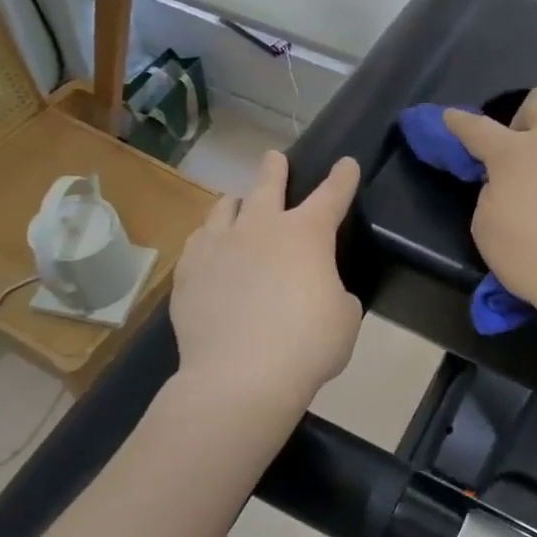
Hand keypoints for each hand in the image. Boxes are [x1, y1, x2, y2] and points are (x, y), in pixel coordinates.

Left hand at [170, 151, 363, 416]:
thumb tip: (318, 290)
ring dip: (237, 203)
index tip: (347, 163)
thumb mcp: (344, 317)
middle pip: (268, 184)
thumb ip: (334, 292)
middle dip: (275, 169)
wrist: (240, 377)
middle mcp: (261, 227)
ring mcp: (219, 246)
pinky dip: (209, 239)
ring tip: (236, 205)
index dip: (343, 177)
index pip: (332, 194)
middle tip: (275, 159)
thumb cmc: (307, 345)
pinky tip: (209, 250)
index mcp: (307, 234)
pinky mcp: (189, 271)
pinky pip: (198, 242)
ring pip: (225, 207)